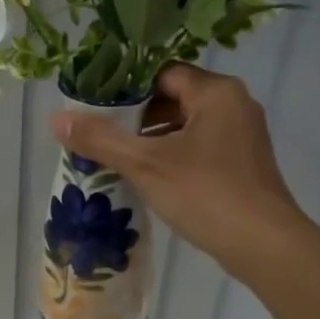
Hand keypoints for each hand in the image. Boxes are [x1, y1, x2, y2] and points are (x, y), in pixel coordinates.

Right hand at [52, 63, 311, 276]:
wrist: (264, 245)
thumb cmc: (206, 194)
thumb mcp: (146, 164)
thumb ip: (100, 139)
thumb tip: (55, 118)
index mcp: (216, 92)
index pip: (163, 73)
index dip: (127, 87)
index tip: (96, 106)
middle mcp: (235, 105)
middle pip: (175, 97)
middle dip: (137, 116)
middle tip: (102, 133)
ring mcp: (243, 136)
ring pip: (187, 125)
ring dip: (154, 139)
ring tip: (118, 157)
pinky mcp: (244, 164)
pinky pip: (201, 147)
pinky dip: (174, 155)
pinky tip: (149, 177)